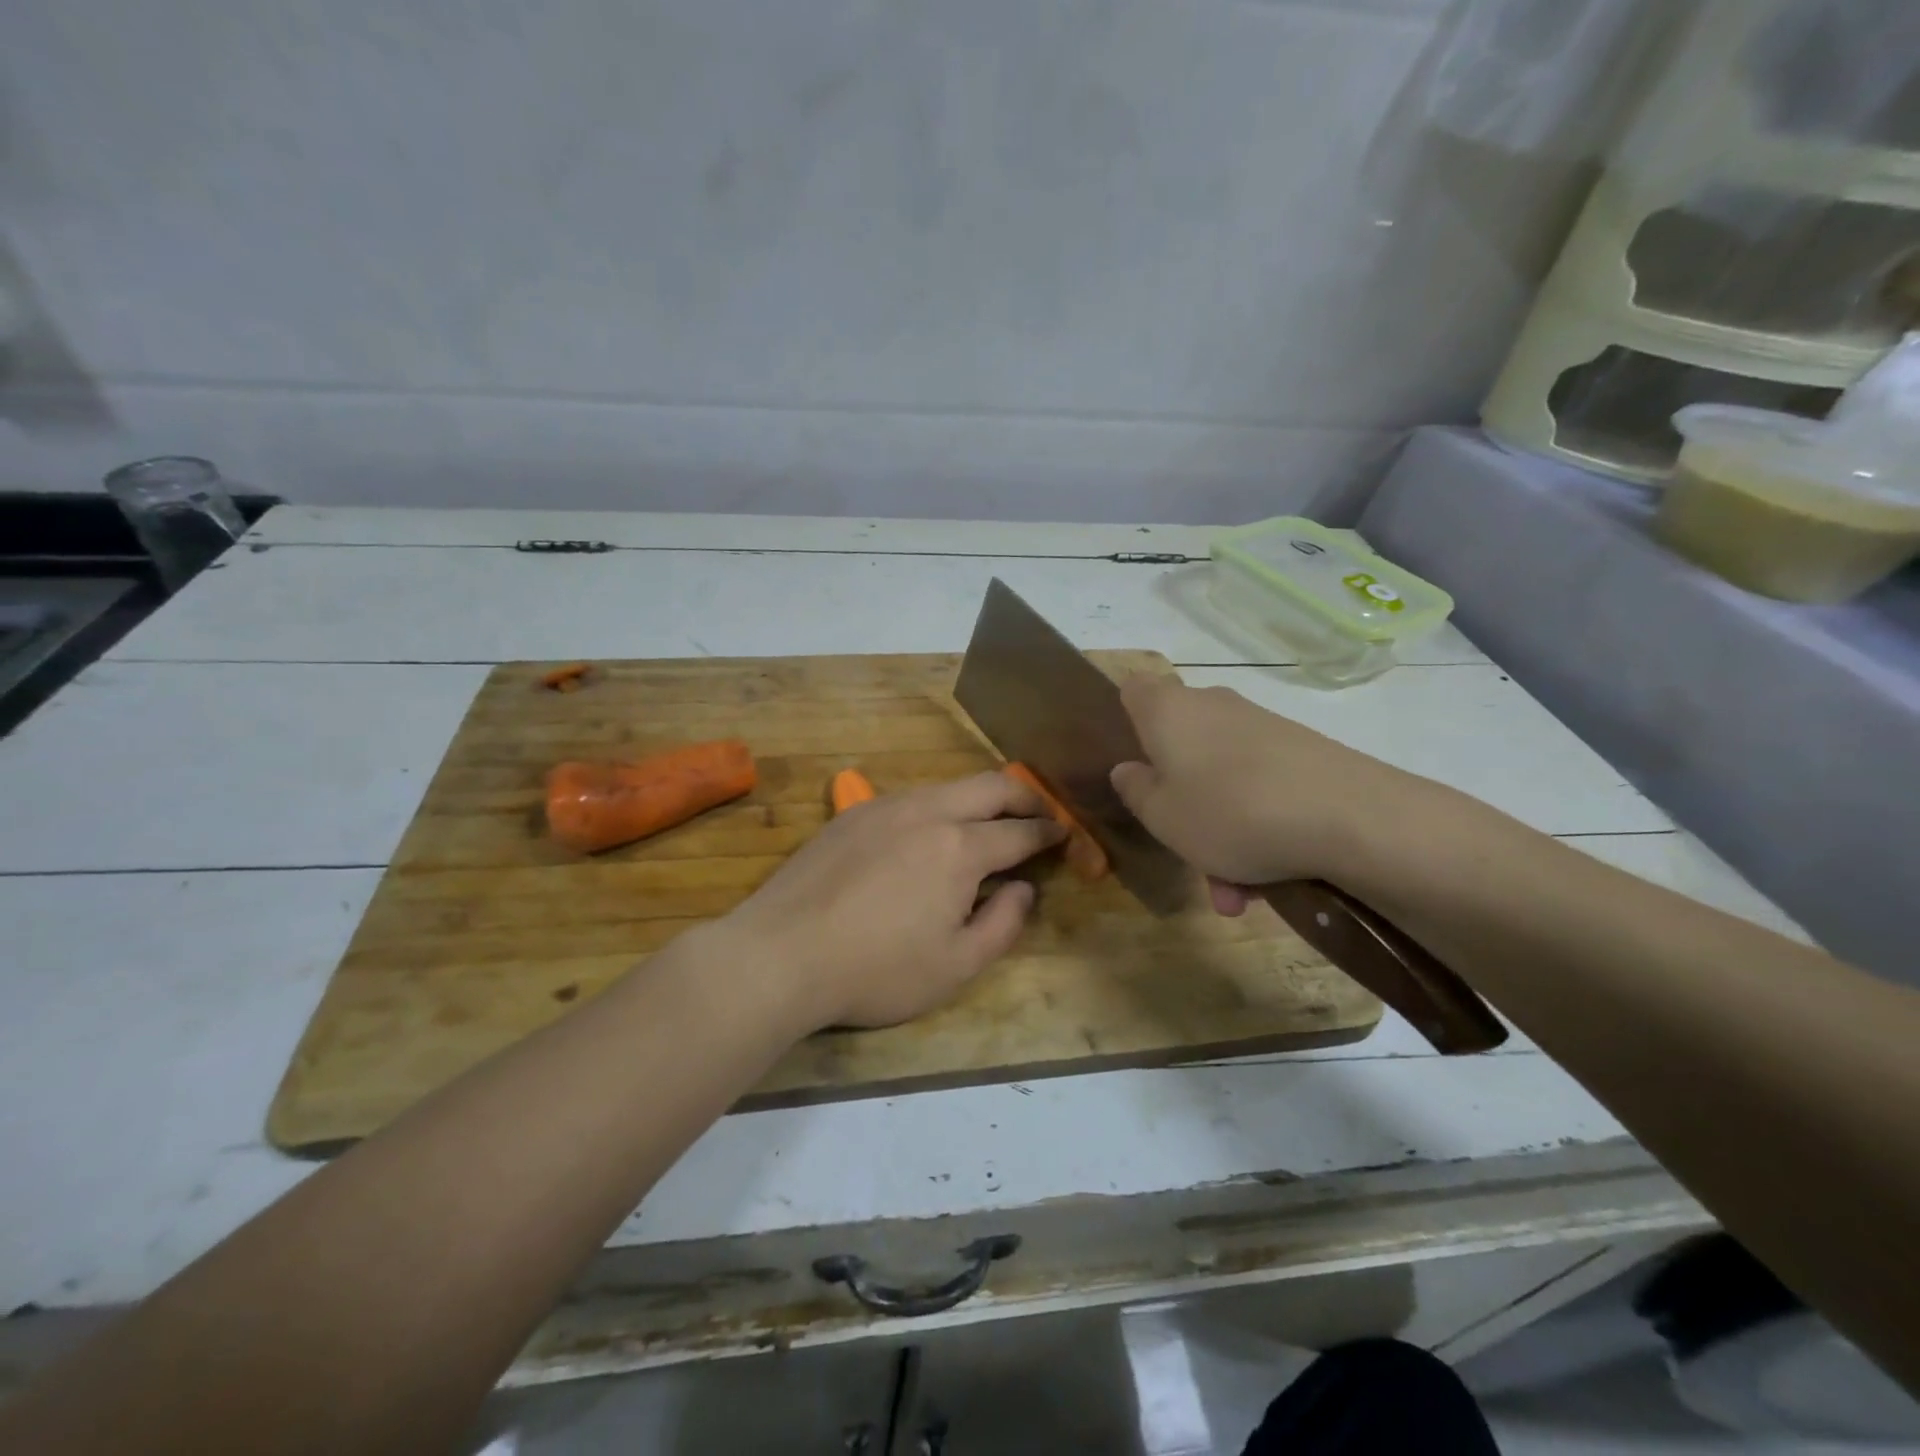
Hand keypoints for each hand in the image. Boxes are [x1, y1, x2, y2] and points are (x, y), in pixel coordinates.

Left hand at [720, 773, 1065, 1030]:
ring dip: (979, 798)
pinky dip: (939, 806)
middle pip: (991, 786)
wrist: (781, 954)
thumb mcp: (955, 966)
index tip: (1065, 835)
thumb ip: (1002, 923)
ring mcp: (886, 806)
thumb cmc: (876, 971)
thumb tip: (1022, 889)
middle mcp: (927, 811)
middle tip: (1041, 815)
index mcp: (960, 847)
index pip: (1019, 832)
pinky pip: (912, 797)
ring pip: (948, 786)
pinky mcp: (853, 813)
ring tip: (989, 823)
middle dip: (1025, 797)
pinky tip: (931, 833)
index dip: (1048, 833)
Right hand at [1109, 677, 1409, 913]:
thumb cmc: (1229, 811)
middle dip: (1178, 800)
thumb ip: (1136, 791)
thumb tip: (1128, 769)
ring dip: (1219, 832)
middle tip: (1182, 848)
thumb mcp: (1162, 817)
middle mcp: (1213, 707)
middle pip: (1180, 746)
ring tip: (1233, 893)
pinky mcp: (1301, 752)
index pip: (1133, 690)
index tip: (1130, 763)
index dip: (1125, 720)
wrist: (1350, 816)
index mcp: (1168, 711)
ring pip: (1221, 779)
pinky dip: (1256, 828)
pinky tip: (1267, 881)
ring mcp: (1261, 727)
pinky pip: (1259, 789)